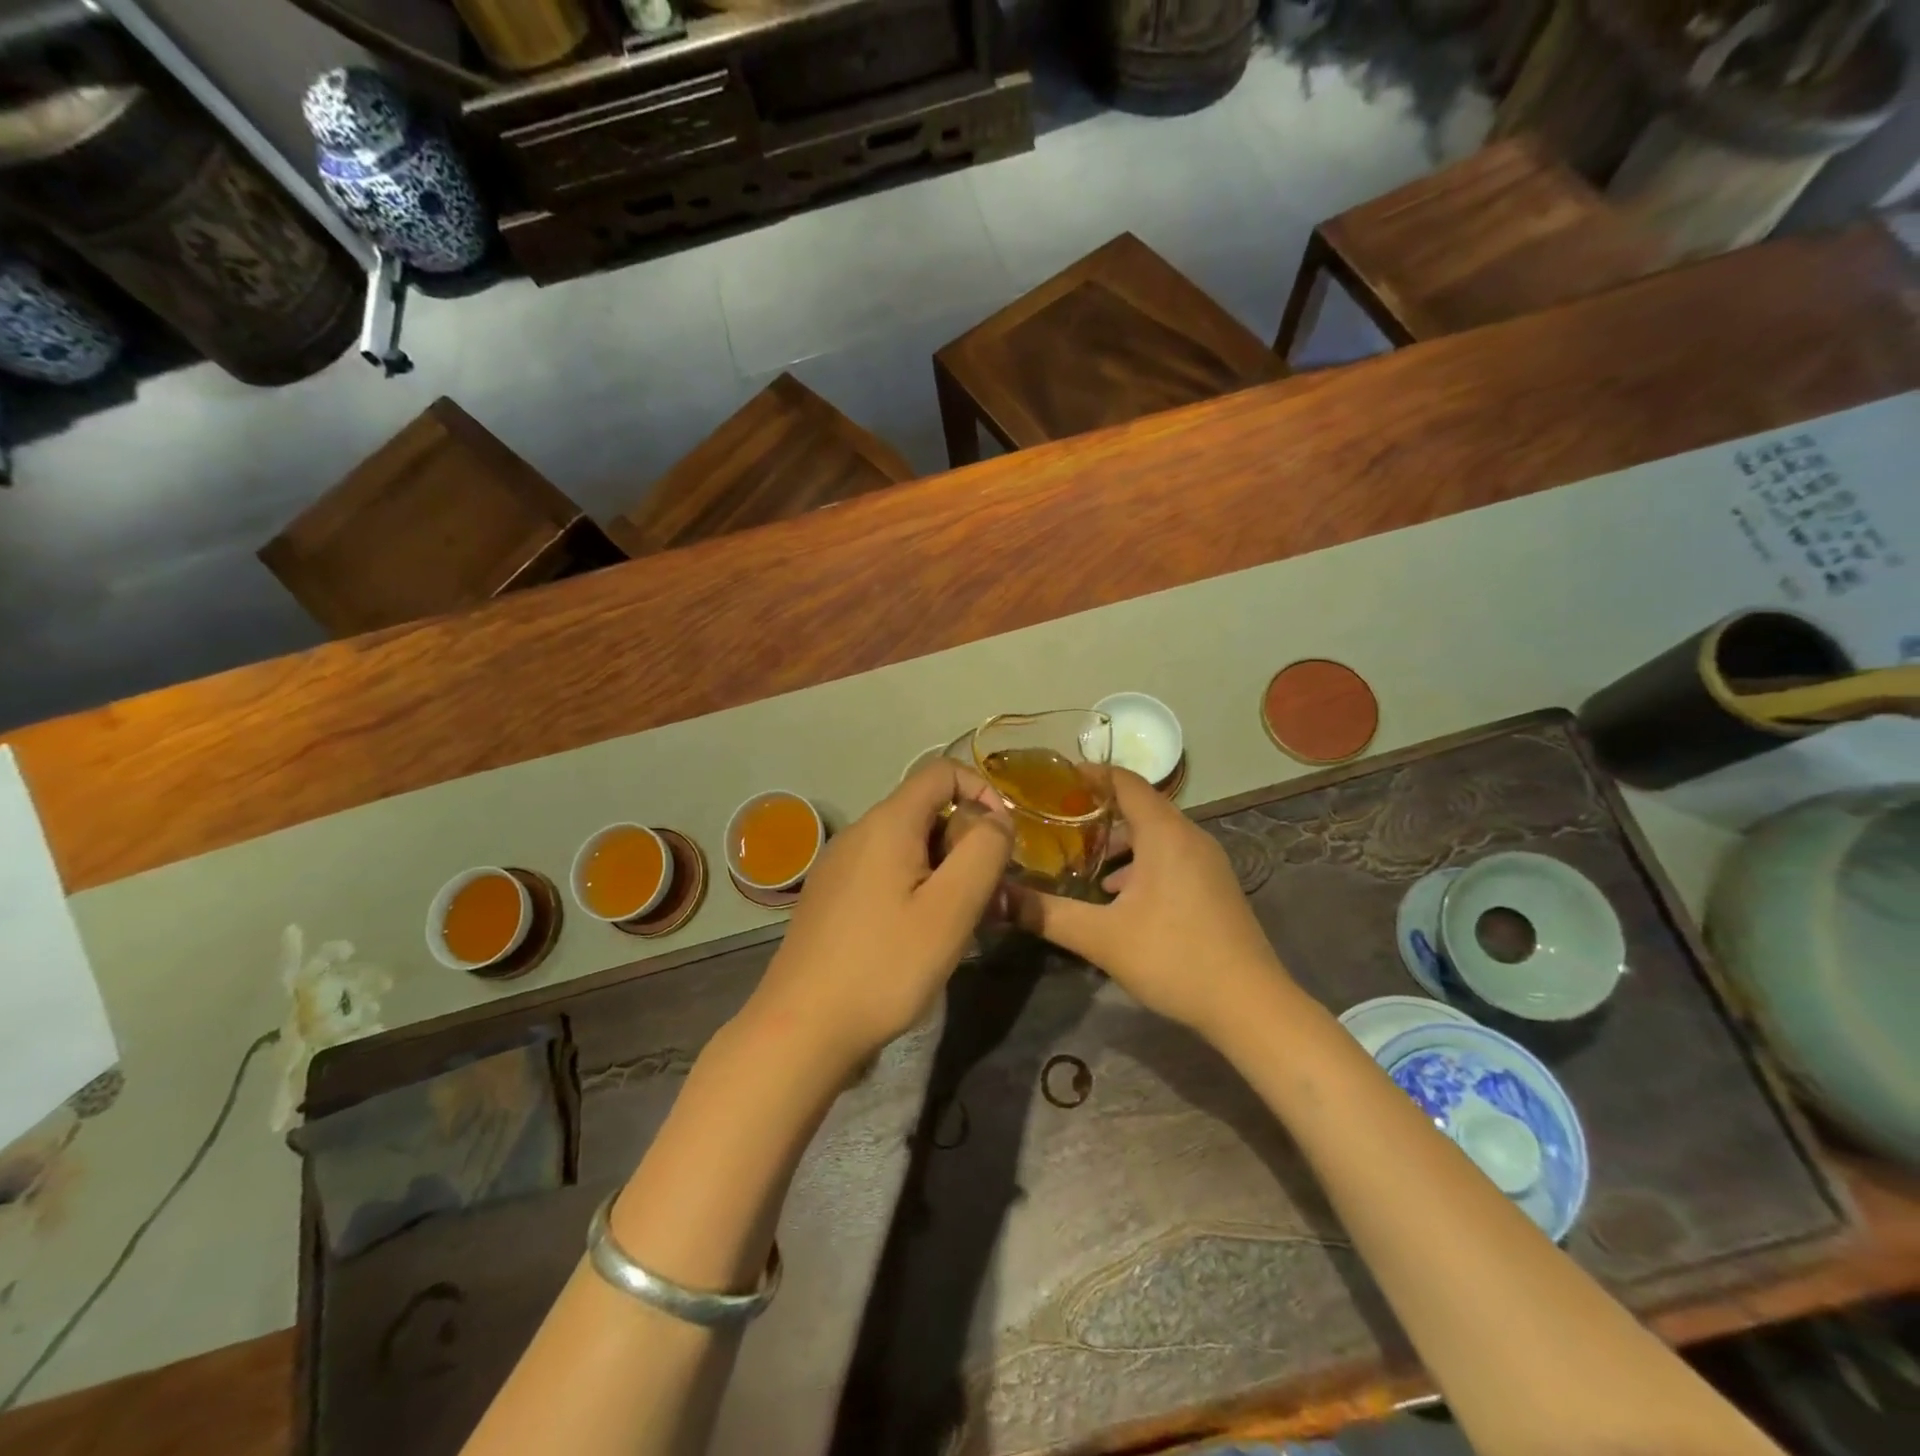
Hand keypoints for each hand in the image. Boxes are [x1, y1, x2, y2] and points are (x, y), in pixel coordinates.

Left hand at [742, 762, 1012, 1070]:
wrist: (801, 1029)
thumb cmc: (884, 966)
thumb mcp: (951, 909)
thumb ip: (983, 852)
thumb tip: (996, 821)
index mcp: (887, 823)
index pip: (942, 771)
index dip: (982, 791)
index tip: (1003, 841)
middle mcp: (858, 833)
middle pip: (927, 811)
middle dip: (966, 843)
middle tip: (988, 898)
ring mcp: (839, 866)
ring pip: (909, 846)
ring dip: (945, 871)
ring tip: (959, 923)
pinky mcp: (832, 897)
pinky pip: (886, 873)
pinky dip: (916, 888)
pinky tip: (920, 937)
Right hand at [1009, 769, 1292, 1040]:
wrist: (1251, 1005)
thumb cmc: (1174, 957)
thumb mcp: (1101, 937)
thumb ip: (1046, 913)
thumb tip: (996, 896)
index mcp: (1165, 833)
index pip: (1125, 782)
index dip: (1090, 775)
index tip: (1056, 781)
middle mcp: (1189, 837)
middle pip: (1140, 807)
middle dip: (1098, 813)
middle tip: (1058, 825)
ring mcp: (1207, 862)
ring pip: (1156, 835)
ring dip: (1120, 843)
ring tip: (1083, 865)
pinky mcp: (1214, 886)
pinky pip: (1171, 857)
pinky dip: (1141, 864)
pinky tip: (1119, 897)